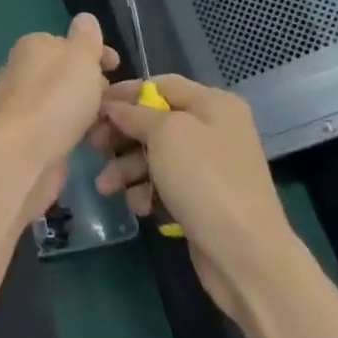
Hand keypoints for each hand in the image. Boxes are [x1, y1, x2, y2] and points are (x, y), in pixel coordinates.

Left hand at [0, 13, 118, 218]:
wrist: (24, 152)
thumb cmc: (57, 97)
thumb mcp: (80, 57)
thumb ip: (86, 37)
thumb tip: (84, 18)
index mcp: (32, 46)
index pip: (68, 43)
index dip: (96, 53)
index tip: (118, 67)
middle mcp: (22, 70)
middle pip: (66, 72)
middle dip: (92, 84)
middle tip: (114, 99)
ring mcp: (22, 104)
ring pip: (64, 101)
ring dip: (87, 110)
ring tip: (110, 123)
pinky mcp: (26, 134)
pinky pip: (58, 126)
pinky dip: (75, 130)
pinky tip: (91, 141)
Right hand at [93, 75, 299, 317]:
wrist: (245, 253)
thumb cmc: (203, 180)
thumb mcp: (165, 134)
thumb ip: (135, 113)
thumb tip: (114, 105)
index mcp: (213, 104)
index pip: (160, 85)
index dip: (125, 93)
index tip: (93, 106)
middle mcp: (214, 129)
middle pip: (155, 121)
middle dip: (122, 136)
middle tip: (93, 147)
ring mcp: (210, 166)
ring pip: (156, 155)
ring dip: (127, 168)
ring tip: (107, 187)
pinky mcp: (204, 198)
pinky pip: (166, 184)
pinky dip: (148, 191)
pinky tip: (140, 206)